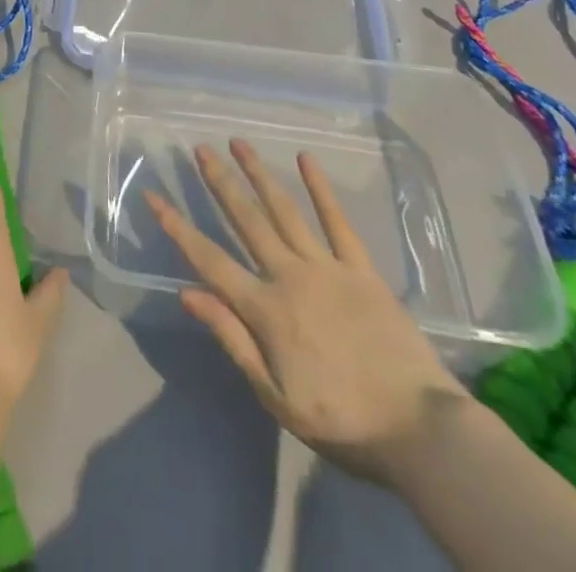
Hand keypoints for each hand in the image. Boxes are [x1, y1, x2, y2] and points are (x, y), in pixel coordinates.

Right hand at [146, 140, 471, 485]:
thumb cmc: (342, 421)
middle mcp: (289, 276)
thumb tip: (187, 292)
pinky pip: (337, 222)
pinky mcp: (362, 269)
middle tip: (200, 148)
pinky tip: (306, 160)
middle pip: (246, 220)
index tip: (155, 196)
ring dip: (259, 174)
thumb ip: (232, 339)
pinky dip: (321, 189)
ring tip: (239, 143)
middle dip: (220, 182)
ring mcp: (327, 268)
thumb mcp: (275, 396)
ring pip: (284, 210)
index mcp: (265, 309)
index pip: (209, 259)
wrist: (420, 431)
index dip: (178, 227)